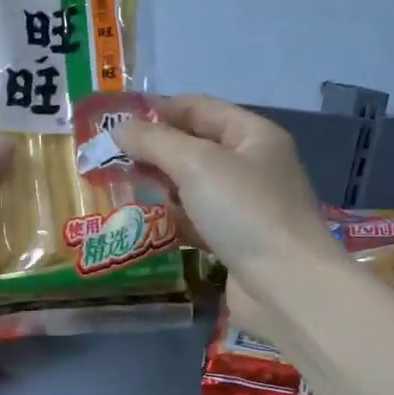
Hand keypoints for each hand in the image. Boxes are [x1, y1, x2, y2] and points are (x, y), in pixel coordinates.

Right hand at [114, 95, 335, 295]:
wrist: (286, 287)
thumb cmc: (245, 212)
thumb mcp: (196, 164)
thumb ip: (154, 141)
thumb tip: (119, 128)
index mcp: (253, 135)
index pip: (199, 107)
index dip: (158, 109)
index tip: (115, 119)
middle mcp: (252, 165)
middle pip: (194, 146)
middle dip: (153, 149)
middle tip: (107, 157)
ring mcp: (245, 206)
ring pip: (193, 185)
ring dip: (158, 185)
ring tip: (115, 186)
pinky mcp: (235, 241)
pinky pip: (196, 220)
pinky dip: (171, 218)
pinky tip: (141, 221)